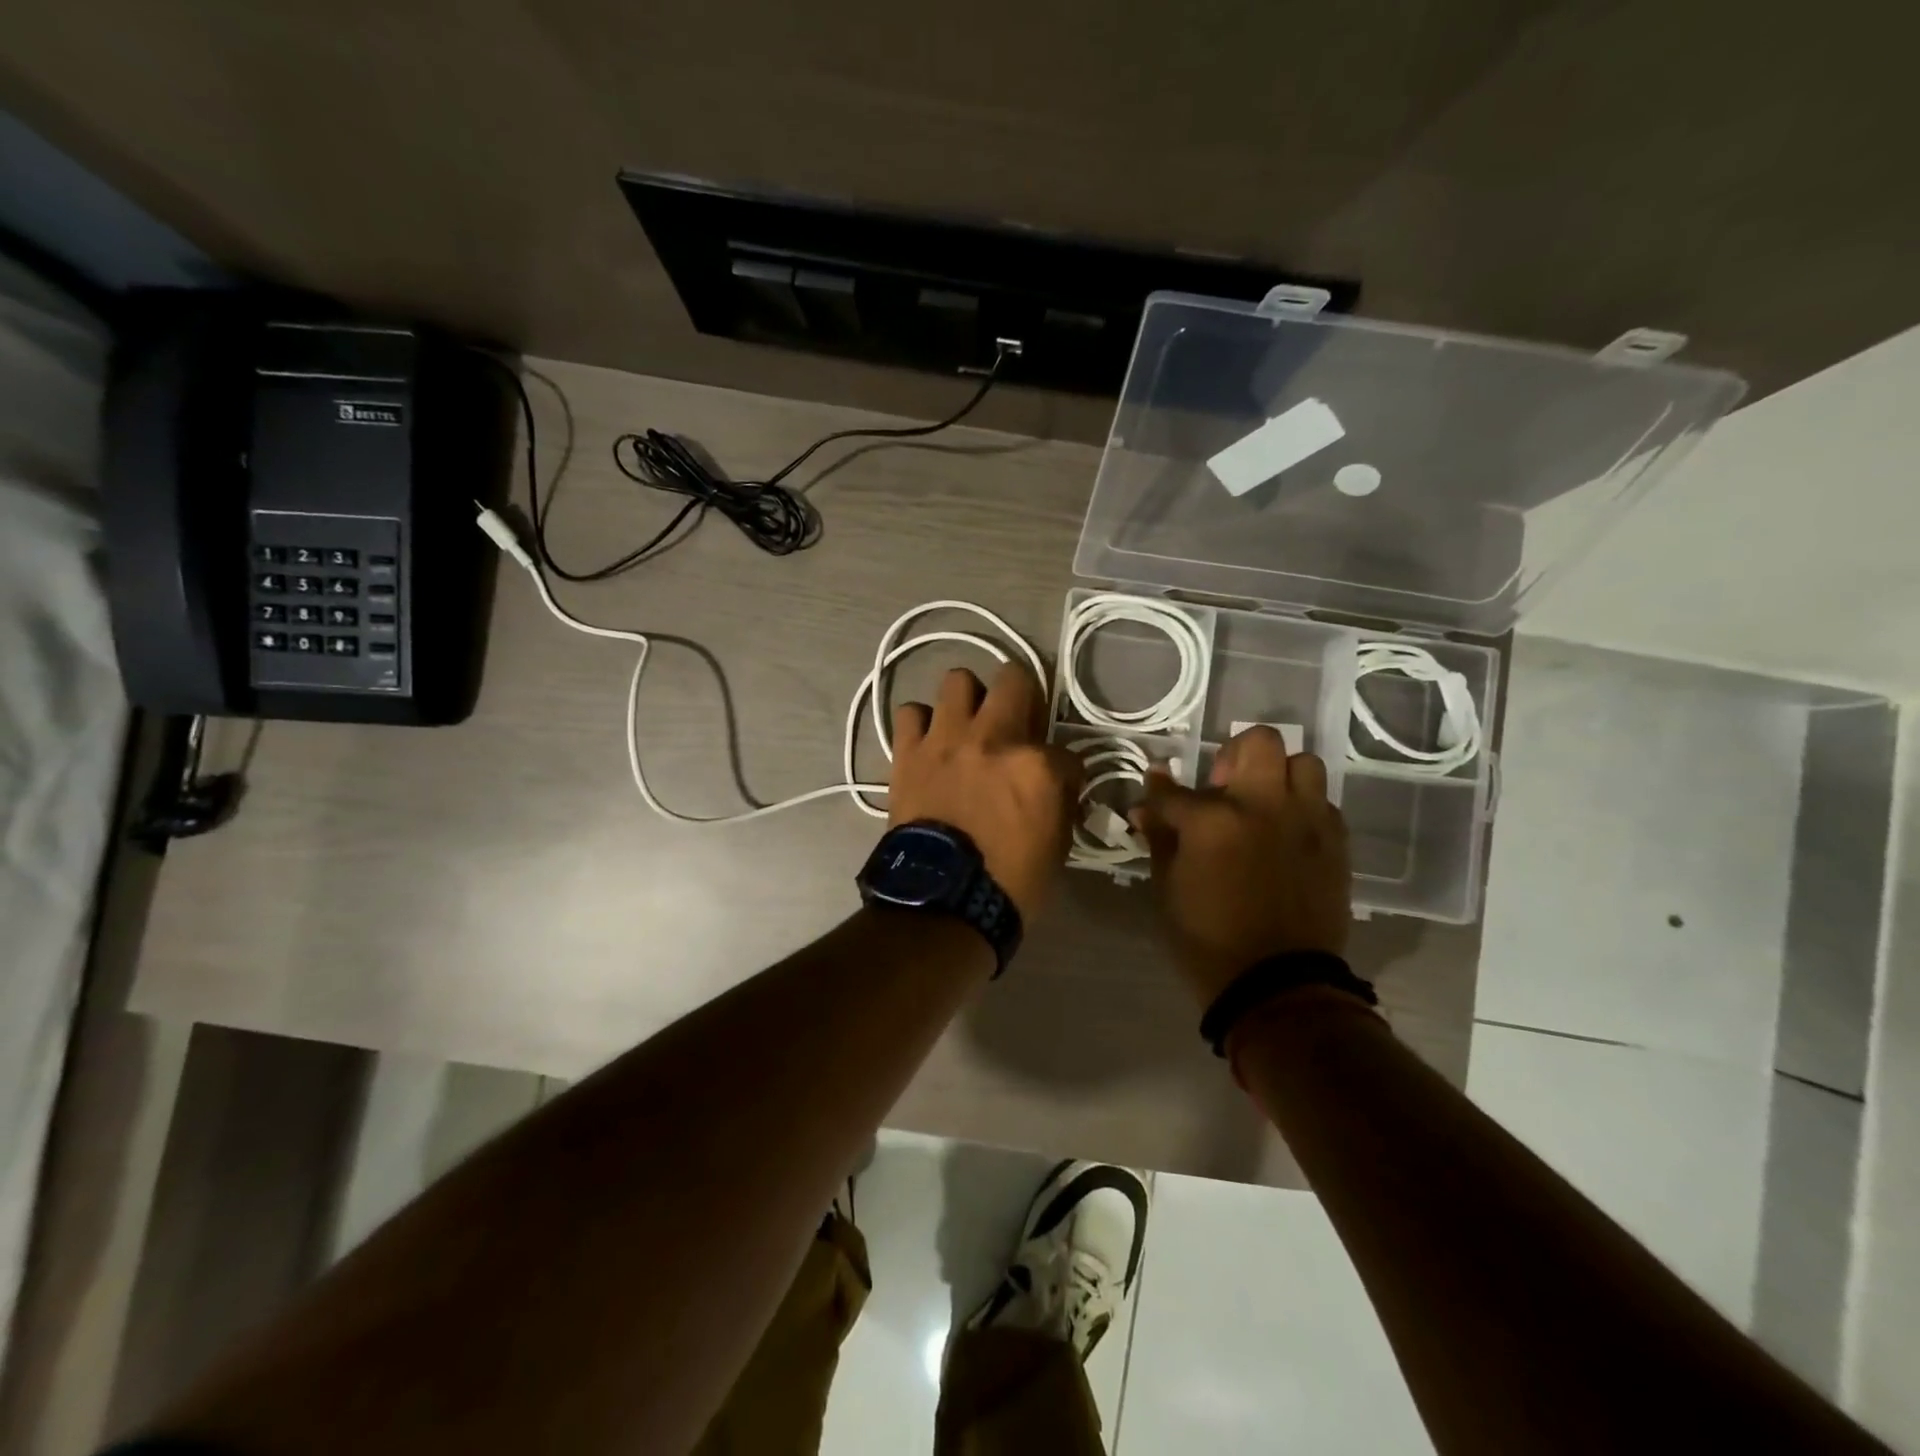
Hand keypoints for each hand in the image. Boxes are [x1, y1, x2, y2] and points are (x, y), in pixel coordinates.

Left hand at [886, 662, 1083, 920]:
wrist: (941, 904)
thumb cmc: (1008, 883)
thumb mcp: (1056, 845)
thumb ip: (1061, 800)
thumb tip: (1059, 781)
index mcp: (1036, 764)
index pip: (1065, 748)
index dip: (1064, 766)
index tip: (1059, 781)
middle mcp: (993, 738)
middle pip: (1014, 677)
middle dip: (1022, 693)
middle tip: (1017, 718)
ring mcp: (947, 740)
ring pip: (957, 680)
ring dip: (968, 698)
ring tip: (968, 724)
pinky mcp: (909, 752)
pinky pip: (910, 713)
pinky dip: (921, 723)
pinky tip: (929, 741)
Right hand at [1129, 725, 1351, 1006]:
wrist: (1278, 986)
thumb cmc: (1208, 939)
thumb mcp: (1168, 888)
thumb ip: (1160, 838)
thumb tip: (1145, 808)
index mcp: (1214, 820)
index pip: (1174, 790)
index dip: (1157, 790)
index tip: (1154, 791)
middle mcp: (1265, 806)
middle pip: (1259, 742)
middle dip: (1234, 754)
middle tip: (1223, 784)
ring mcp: (1307, 822)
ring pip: (1304, 764)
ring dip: (1278, 775)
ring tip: (1262, 804)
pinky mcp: (1336, 844)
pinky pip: (1323, 804)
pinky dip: (1302, 809)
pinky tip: (1286, 834)